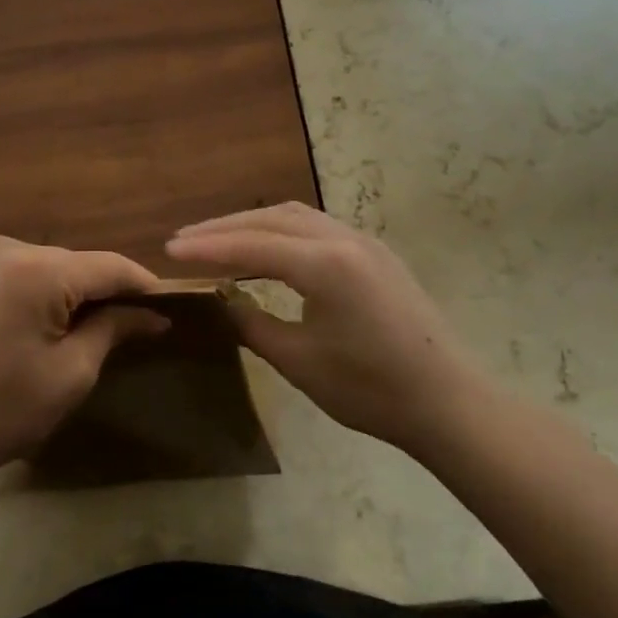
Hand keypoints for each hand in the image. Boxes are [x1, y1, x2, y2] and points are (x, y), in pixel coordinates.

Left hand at [0, 236, 166, 497]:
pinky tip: (34, 322)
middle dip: (101, 291)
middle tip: (127, 325)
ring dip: (65, 290)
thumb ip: (112, 331)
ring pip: (42, 265)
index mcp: (35, 270)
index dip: (142, 285)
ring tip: (81, 327)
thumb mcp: (68, 376)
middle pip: (73, 263)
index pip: (108, 266)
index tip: (168, 307)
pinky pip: (10, 270)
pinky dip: (31, 289)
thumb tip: (151, 315)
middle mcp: (4, 246)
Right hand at [165, 203, 483, 458]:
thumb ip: (252, 323)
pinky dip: (281, 231)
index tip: (169, 249)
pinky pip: (317, 227)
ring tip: (218, 239)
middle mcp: (343, 238)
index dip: (207, 248)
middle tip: (185, 240)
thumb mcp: (299, 361)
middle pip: (271, 219)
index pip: (251, 245)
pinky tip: (267, 248)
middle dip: (224, 228)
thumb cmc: (371, 389)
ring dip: (253, 224)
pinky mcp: (375, 253)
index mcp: (325, 265)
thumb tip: (222, 299)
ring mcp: (364, 241)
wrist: (447, 401)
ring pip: (295, 217)